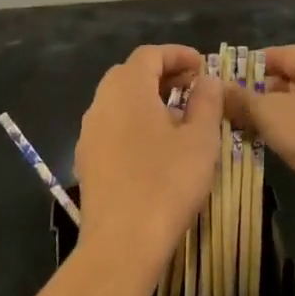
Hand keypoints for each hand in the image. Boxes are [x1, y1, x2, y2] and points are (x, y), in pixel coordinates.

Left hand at [74, 45, 223, 275]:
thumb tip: (207, 79)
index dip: (177, 54)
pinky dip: (134, 123)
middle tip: (193, 87)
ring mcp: (88, 133)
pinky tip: (156, 146)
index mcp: (126, 89)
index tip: (203, 65)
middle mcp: (100, 103)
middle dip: (162, 75)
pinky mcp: (87, 160)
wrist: (122, 241)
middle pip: (129, 74)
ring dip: (148, 99)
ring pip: (118, 102)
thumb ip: (206, 102)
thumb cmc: (167, 182)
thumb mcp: (200, 139)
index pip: (149, 55)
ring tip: (179, 116)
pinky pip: (112, 127)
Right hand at [224, 45, 294, 230]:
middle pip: (289, 80)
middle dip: (258, 94)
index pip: (279, 54)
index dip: (250, 65)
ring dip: (271, 117)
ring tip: (241, 129)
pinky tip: (269, 148)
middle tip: (227, 108)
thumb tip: (218, 87)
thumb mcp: (269, 113)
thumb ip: (242, 99)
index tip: (224, 79)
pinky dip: (289, 134)